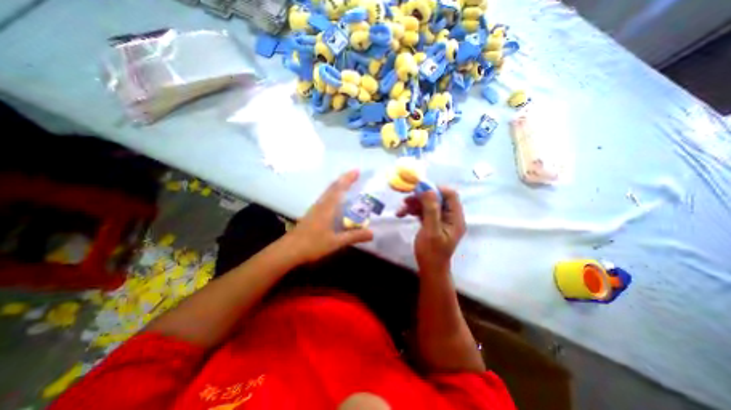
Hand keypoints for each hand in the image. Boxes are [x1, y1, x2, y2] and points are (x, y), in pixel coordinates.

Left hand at [285, 168, 373, 261]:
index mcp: (327, 208)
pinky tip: (337, 201)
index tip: (357, 170)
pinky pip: (325, 199)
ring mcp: (315, 209)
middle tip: (355, 175)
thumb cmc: (312, 245)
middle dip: (344, 179)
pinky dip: (333, 194)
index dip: (348, 179)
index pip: (338, 189)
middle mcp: (321, 204)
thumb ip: (354, 236)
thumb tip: (372, 233)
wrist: (289, 250)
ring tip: (348, 185)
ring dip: (338, 186)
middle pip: (333, 187)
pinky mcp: (312, 214)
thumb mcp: (336, 242)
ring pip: (328, 192)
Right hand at [397, 188, 463, 273]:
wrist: (429, 268)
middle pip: (437, 198)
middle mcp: (450, 216)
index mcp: (455, 217)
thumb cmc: (432, 252)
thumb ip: (431, 210)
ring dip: (414, 204)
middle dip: (421, 197)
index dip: (435, 189)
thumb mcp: (431, 231)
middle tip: (406, 200)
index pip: (450, 195)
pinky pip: (423, 211)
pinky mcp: (432, 222)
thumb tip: (428, 189)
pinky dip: (413, 210)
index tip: (419, 190)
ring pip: (428, 204)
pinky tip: (402, 213)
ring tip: (401, 209)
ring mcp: (441, 219)